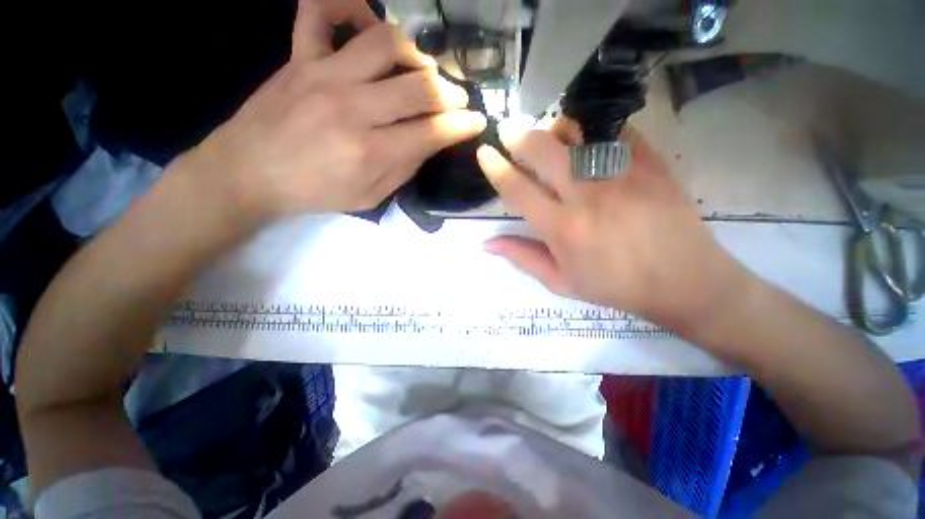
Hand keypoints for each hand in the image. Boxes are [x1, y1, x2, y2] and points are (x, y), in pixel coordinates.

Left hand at [188, 0, 486, 218]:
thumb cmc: (315, 192)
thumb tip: (427, 142)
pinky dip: (347, 7)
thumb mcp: (369, 197)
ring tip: (422, 69)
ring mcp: (324, 75)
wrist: (249, 173)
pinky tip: (366, 25)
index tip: (477, 121)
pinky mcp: (300, 57)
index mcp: (371, 152)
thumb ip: (403, 169)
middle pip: (419, 87)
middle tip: (457, 99)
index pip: (432, 132)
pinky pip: (319, 10)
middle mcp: (353, 108)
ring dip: (416, 54)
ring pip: (385, 42)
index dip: (461, 126)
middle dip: (450, 93)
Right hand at [476, 120, 755, 336]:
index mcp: (562, 228)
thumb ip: (522, 257)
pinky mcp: (650, 162)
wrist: (684, 280)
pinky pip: (614, 130)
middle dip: (518, 137)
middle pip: (543, 150)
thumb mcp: (560, 281)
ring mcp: (621, 174)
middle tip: (508, 132)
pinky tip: (589, 141)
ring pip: (578, 131)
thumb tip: (487, 243)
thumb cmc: (615, 286)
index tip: (484, 152)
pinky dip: (593, 129)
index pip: (517, 190)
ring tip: (550, 136)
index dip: (496, 168)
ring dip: (555, 129)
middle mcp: (587, 196)